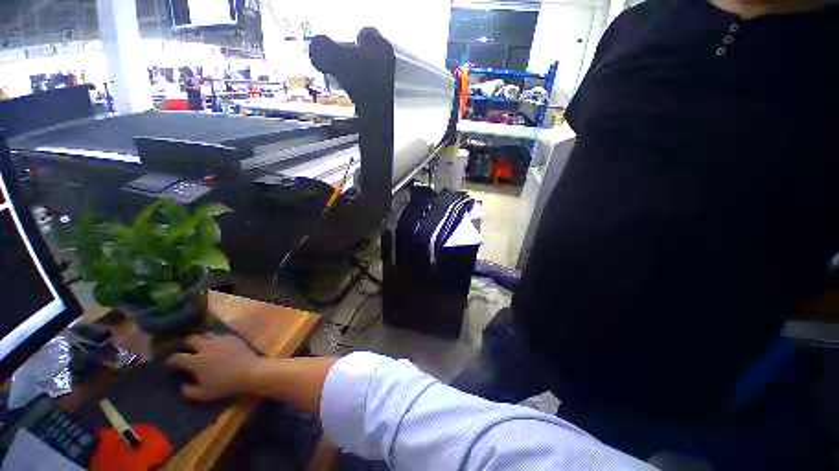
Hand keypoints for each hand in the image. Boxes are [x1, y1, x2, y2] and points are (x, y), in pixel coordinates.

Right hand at [164, 333, 260, 400]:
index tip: (168, 364)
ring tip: (200, 345)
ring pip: (205, 334)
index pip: (177, 357)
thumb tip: (182, 385)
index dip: (170, 360)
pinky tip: (216, 344)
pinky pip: (220, 335)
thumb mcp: (203, 394)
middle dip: (184, 344)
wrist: (249, 371)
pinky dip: (215, 339)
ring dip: (200, 339)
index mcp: (195, 360)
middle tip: (184, 349)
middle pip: (190, 339)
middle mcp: (205, 347)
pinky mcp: (232, 337)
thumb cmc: (224, 384)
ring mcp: (220, 340)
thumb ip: (188, 391)